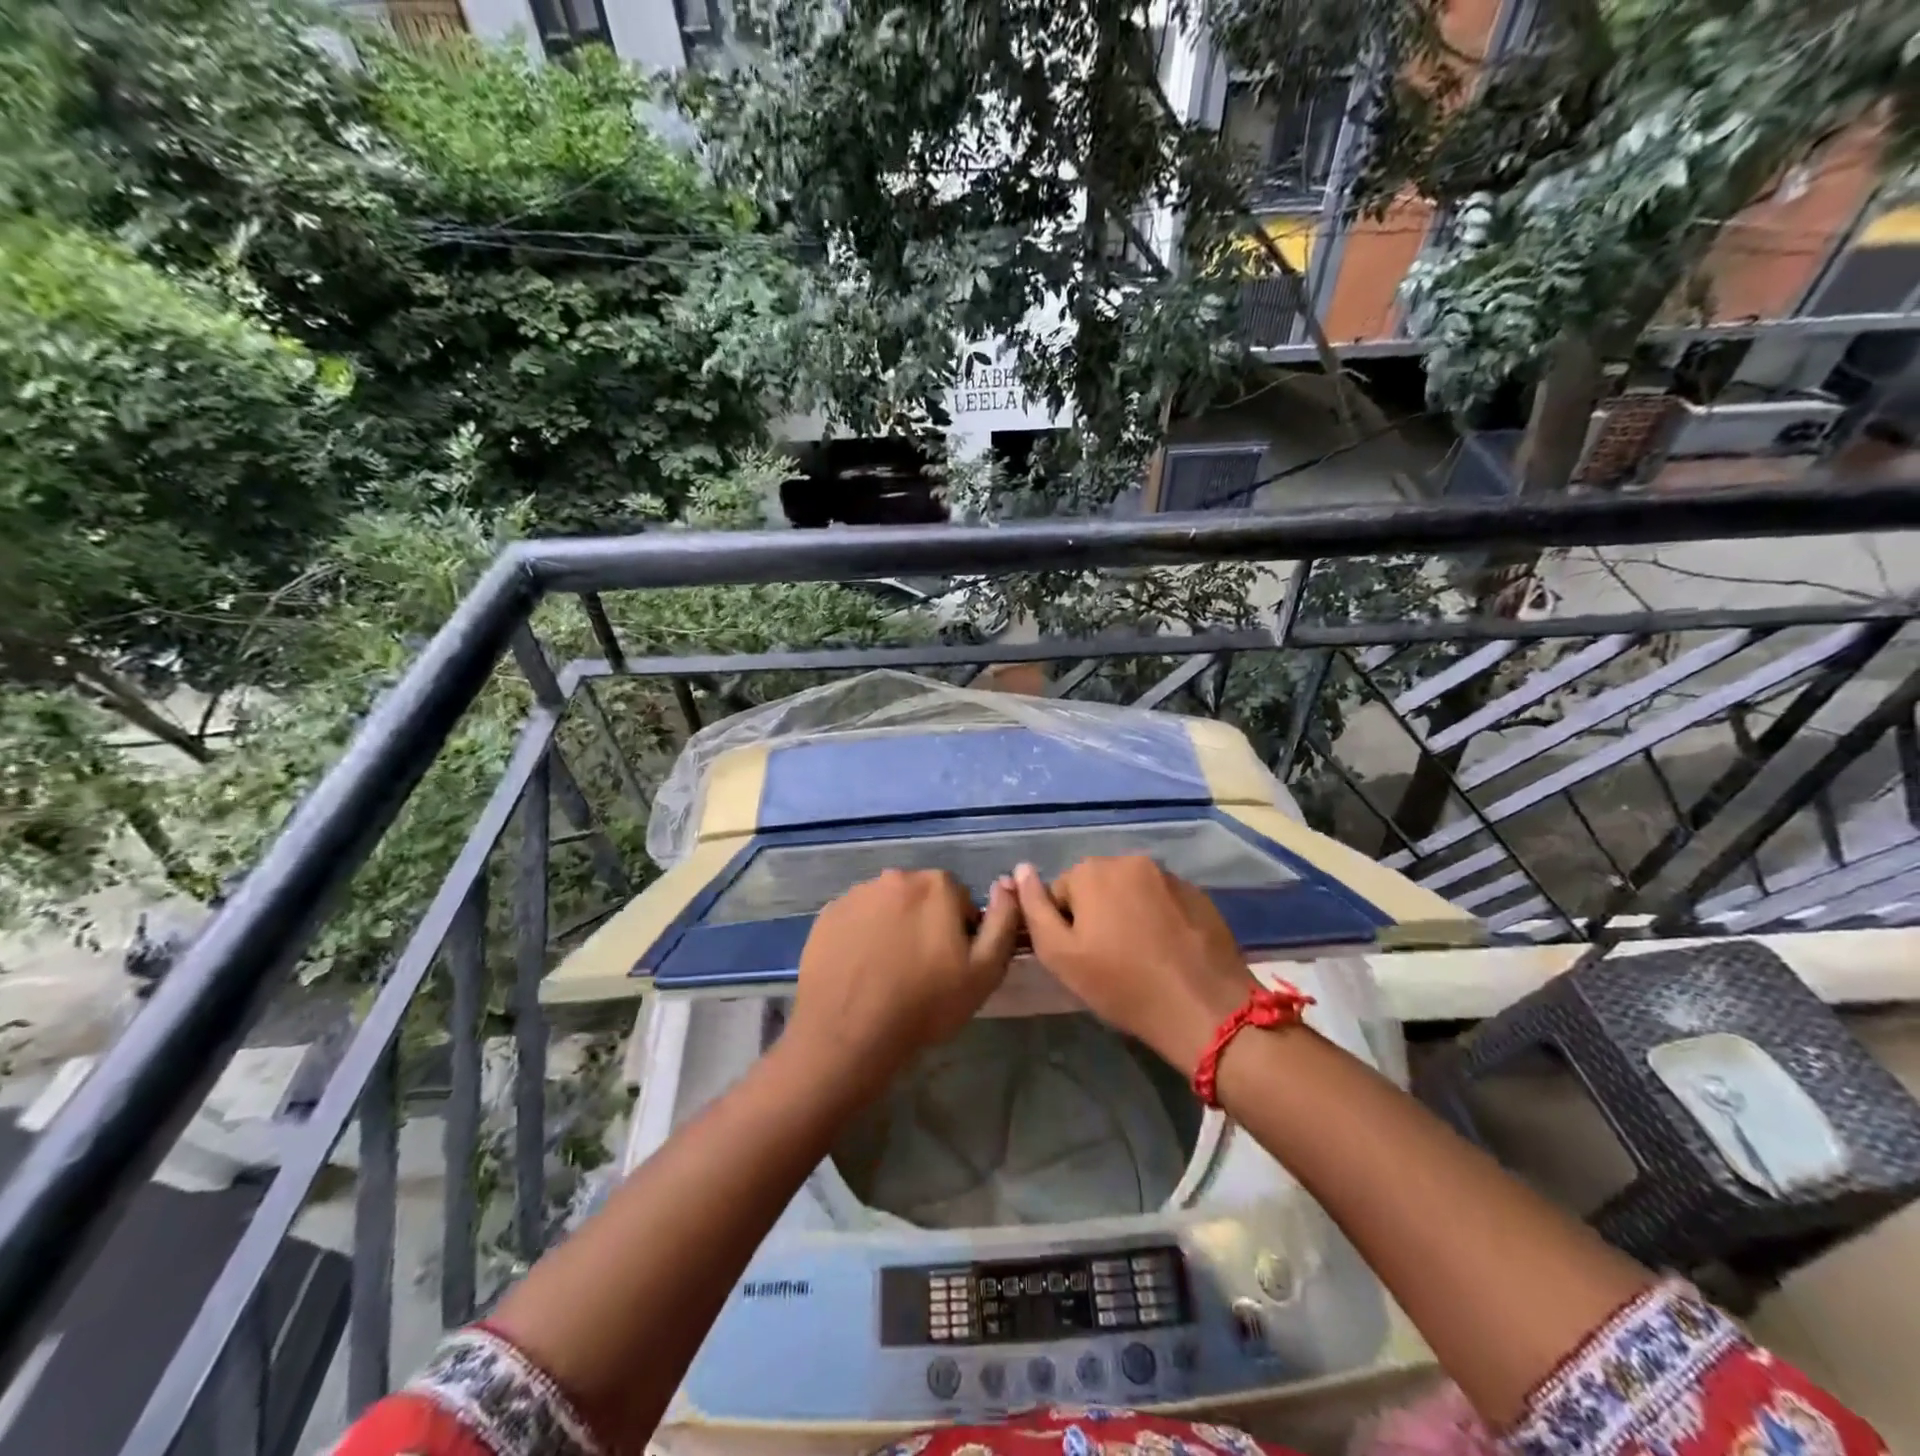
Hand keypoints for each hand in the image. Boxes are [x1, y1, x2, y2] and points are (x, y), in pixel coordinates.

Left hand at [786, 869, 1020, 1095]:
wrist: (849, 1033)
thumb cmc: (925, 1004)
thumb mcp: (984, 972)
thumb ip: (1003, 921)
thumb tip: (1008, 884)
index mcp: (936, 885)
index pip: (960, 900)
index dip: (960, 933)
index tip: (951, 965)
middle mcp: (896, 877)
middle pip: (922, 898)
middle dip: (926, 924)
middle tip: (921, 970)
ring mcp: (857, 893)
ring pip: (887, 907)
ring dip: (893, 928)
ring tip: (888, 972)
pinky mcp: (828, 914)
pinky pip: (857, 919)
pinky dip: (863, 936)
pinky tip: (861, 970)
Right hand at [1013, 856, 1257, 1074]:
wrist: (1204, 1009)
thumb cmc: (1122, 985)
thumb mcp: (1060, 955)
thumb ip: (1033, 909)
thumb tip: (1020, 870)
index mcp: (1092, 871)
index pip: (1060, 892)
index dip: (1064, 927)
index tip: (1081, 958)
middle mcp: (1130, 860)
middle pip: (1097, 887)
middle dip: (1096, 915)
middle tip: (1108, 960)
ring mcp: (1169, 876)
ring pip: (1131, 893)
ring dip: (1128, 915)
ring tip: (1140, 957)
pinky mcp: (1199, 895)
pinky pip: (1163, 901)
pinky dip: (1158, 919)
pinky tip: (1167, 952)